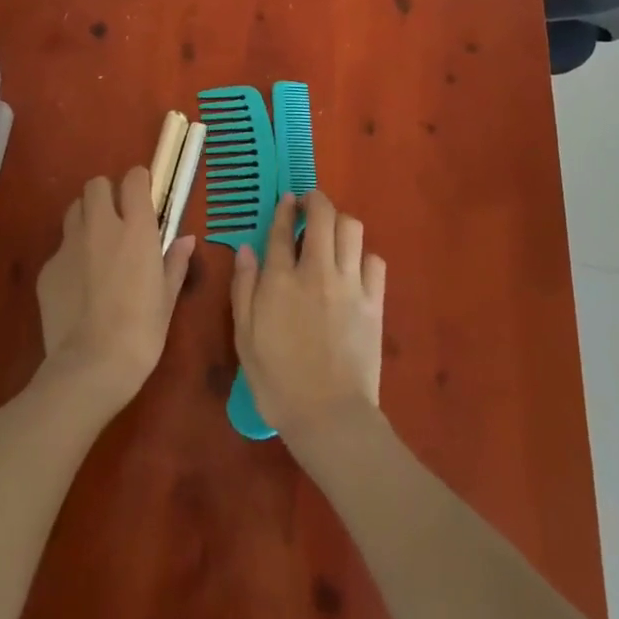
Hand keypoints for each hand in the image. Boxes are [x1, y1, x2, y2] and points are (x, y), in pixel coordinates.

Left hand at [36, 167, 195, 415]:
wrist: (90, 367)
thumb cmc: (141, 332)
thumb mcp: (167, 298)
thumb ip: (175, 262)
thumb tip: (186, 239)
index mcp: (136, 228)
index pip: (133, 178)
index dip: (138, 182)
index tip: (144, 196)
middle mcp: (101, 226)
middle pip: (96, 184)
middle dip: (107, 194)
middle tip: (117, 218)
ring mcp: (69, 245)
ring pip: (74, 210)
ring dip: (86, 218)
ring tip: (96, 245)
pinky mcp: (47, 269)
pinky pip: (60, 249)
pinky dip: (70, 256)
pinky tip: (78, 285)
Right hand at [230, 190, 386, 450]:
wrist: (330, 417)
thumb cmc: (278, 381)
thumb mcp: (244, 338)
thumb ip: (243, 288)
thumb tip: (245, 249)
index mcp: (281, 279)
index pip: (283, 228)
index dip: (285, 208)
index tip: (287, 200)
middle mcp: (317, 271)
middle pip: (323, 214)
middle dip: (316, 201)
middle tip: (310, 206)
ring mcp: (349, 284)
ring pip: (352, 228)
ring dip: (340, 222)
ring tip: (332, 234)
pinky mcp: (374, 301)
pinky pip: (374, 260)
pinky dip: (363, 256)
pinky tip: (354, 268)